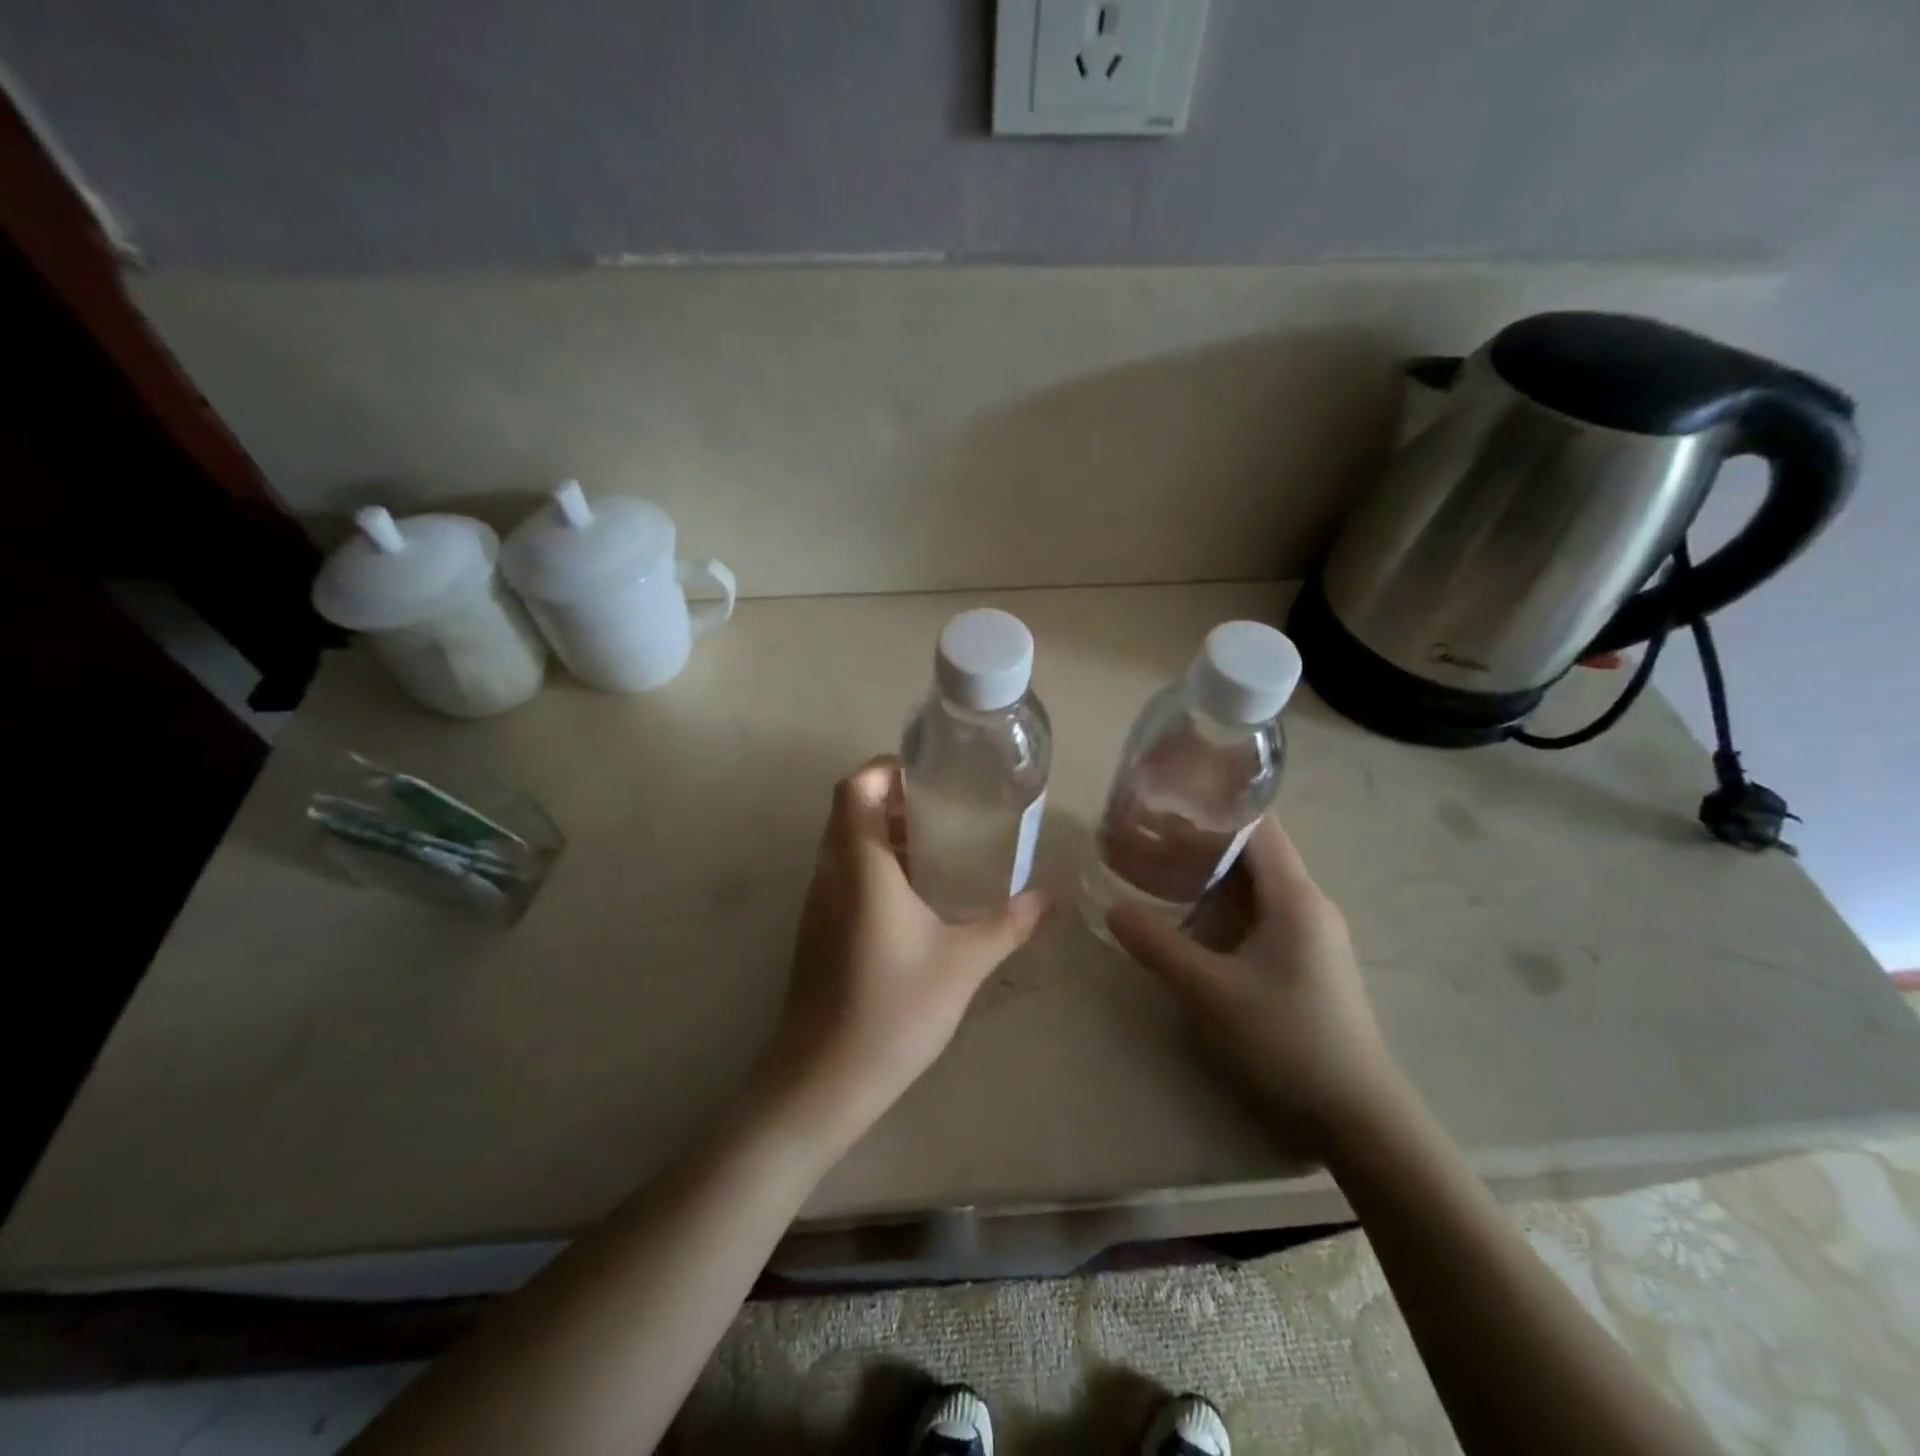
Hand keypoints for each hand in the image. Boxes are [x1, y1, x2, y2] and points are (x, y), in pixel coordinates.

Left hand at [754, 757, 1049, 1153]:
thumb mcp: (963, 964)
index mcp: (861, 866)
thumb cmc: (892, 1011)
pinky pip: (844, 874)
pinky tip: (917, 896)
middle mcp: (831, 873)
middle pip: (850, 809)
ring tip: (940, 846)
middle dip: (894, 798)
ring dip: (886, 833)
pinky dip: (877, 865)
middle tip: (946, 808)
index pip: (855, 788)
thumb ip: (1008, 924)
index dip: (885, 768)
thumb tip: (1049, 897)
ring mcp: (818, 902)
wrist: (822, 1080)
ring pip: (846, 843)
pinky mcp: (817, 929)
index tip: (929, 773)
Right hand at [1108, 817, 1396, 1155]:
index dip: (1210, 810)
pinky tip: (1191, 919)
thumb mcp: (1211, 992)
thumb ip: (1158, 946)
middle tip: (1144, 837)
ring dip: (1209, 874)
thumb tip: (1113, 908)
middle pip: (1252, 851)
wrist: (1356, 1116)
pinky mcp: (1307, 959)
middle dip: (1198, 841)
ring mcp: (1311, 933)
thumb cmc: (1286, 1040)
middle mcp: (1308, 903)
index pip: (1256, 826)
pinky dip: (1223, 903)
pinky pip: (1260, 912)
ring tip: (1158, 870)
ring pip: (1255, 884)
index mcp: (1295, 897)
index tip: (1162, 804)